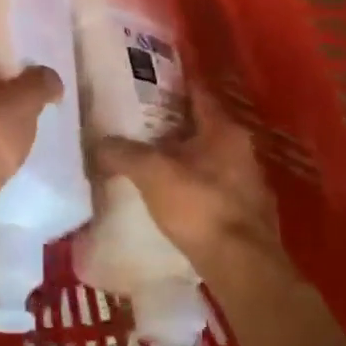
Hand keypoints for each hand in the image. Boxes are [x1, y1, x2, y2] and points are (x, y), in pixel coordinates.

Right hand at [94, 87, 287, 288]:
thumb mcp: (153, 174)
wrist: (242, 267)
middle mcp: (242, 149)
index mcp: (224, 129)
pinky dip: (194, 183)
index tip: (149, 78)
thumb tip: (97, 143)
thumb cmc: (199, 207)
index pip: (198, 93)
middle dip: (174, 123)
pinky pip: (214, 185)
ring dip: (184, 155)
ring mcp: (249, 182)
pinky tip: (172, 194)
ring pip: (210, 157)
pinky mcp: (247, 212)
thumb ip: (124, 154)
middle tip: (140, 120)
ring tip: (151, 157)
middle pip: (202, 126)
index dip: (174, 84)